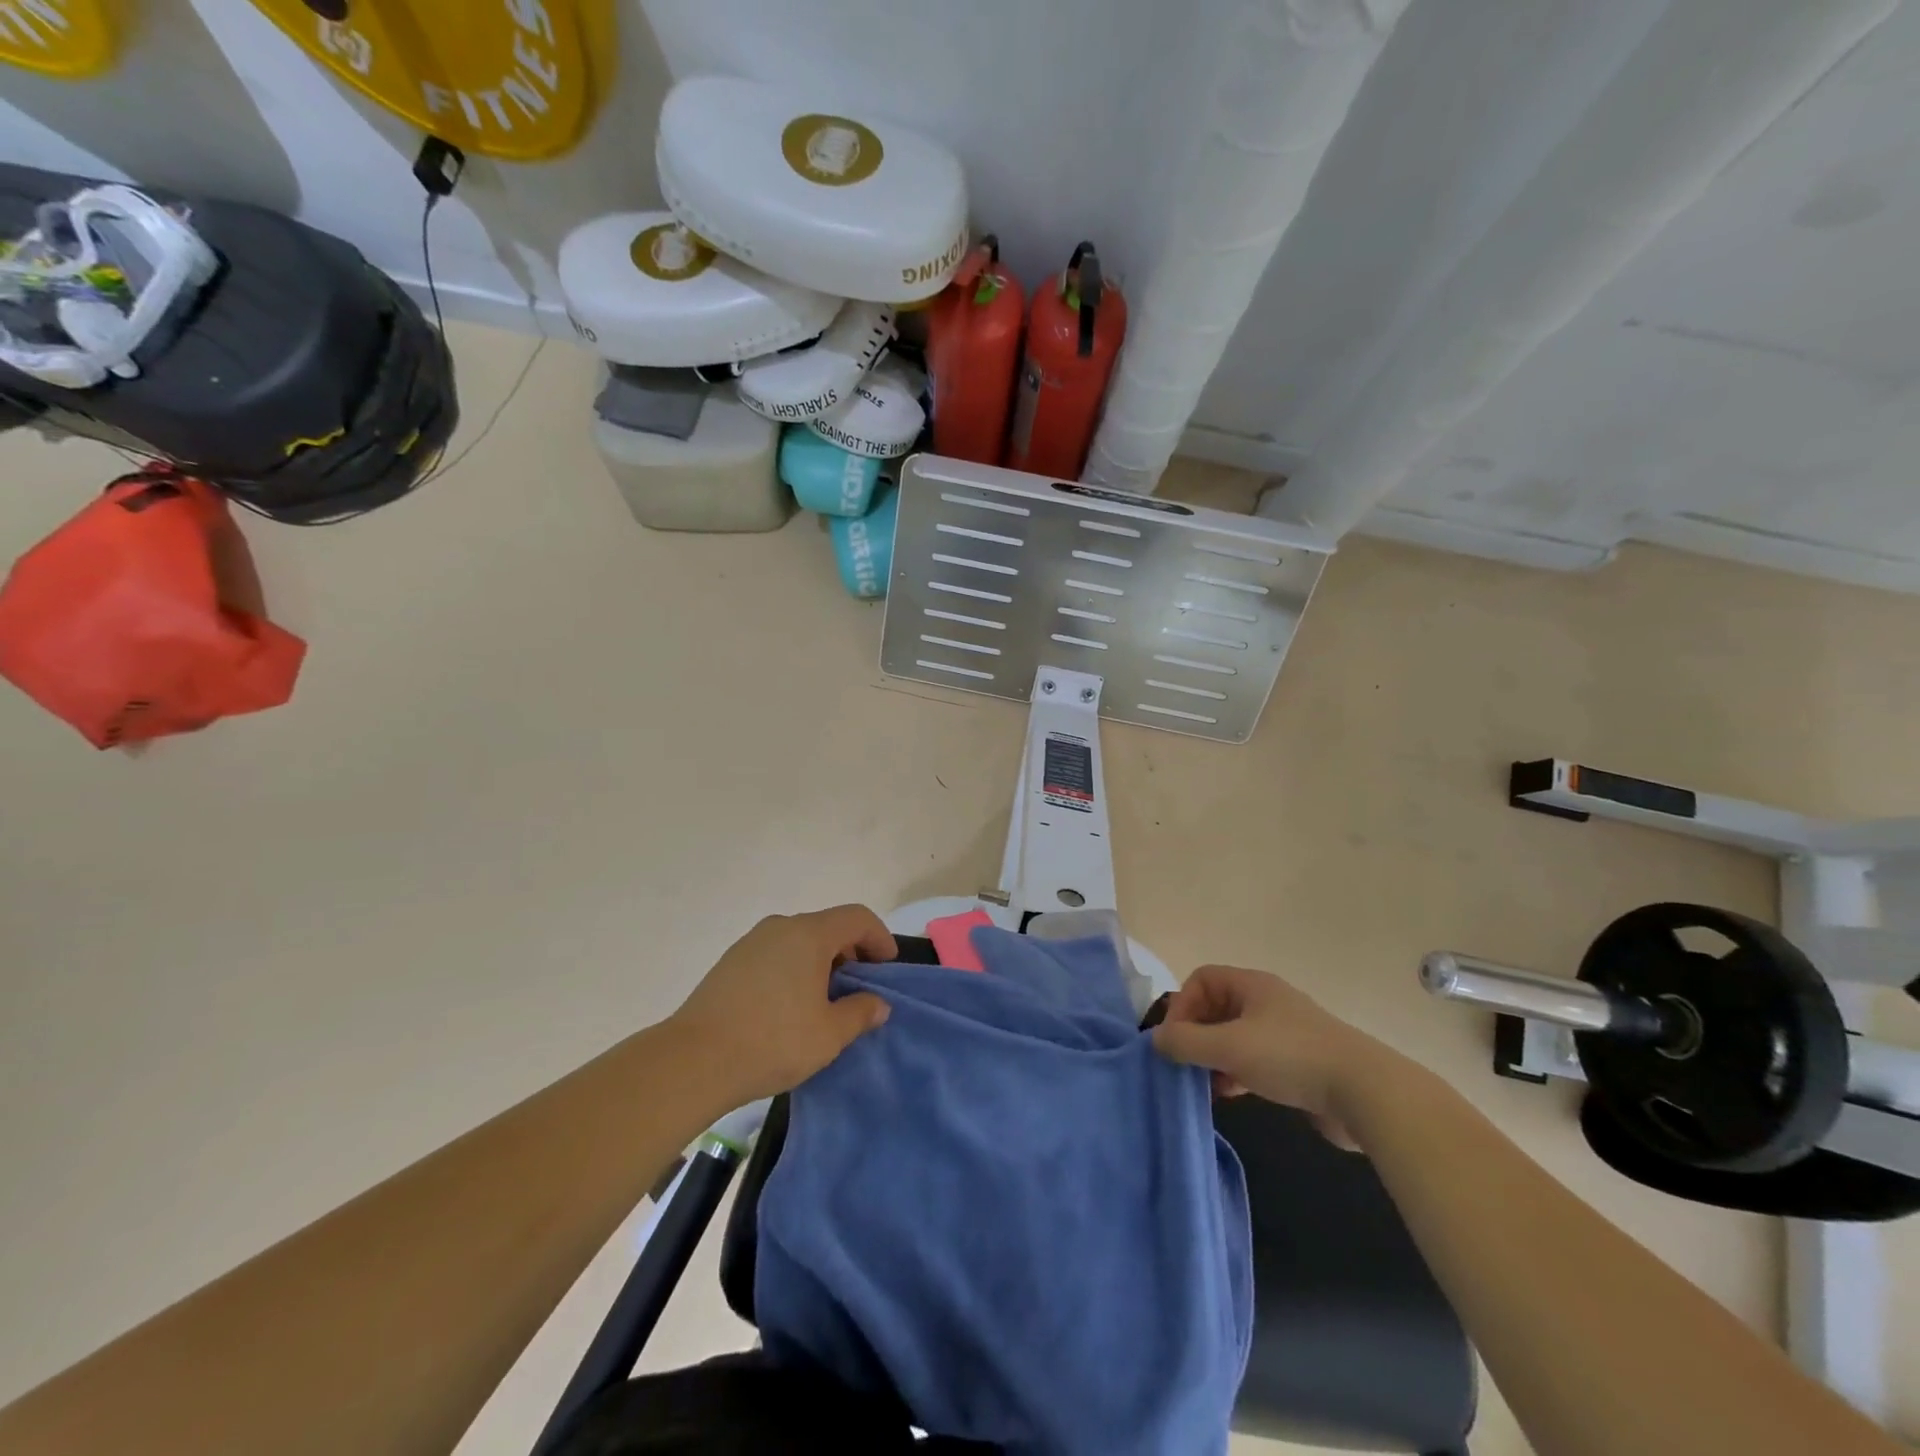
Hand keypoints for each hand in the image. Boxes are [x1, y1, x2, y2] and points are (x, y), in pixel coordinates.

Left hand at [669, 905, 897, 1104]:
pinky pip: (776, 954)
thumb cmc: (772, 1041)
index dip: (879, 938)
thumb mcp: (829, 1034)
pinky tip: (790, 1006)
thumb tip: (878, 1004)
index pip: (857, 918)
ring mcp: (751, 942)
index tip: (887, 968)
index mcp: (809, 935)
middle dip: (851, 952)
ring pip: (800, 941)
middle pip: (828, 927)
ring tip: (825, 1001)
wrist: (693, 1060)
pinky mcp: (731, 962)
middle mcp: (781, 927)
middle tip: (860, 988)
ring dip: (822, 962)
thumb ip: (860, 1013)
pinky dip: (795, 969)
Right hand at [1152, 965, 1393, 1148]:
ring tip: (1204, 1085)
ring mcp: (1284, 1033)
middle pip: (1216, 1008)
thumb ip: (1185, 1042)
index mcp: (1251, 986)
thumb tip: (1155, 1040)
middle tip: (1184, 1064)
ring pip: (1234, 1037)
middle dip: (1195, 1034)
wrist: (1365, 1093)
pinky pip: (1254, 1060)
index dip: (1182, 1004)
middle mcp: (1266, 1002)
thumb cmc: (1290, 1057)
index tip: (1175, 1039)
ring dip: (1214, 1058)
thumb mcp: (1229, 1047)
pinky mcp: (1298, 1064)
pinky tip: (1230, 1095)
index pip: (1202, 979)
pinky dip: (1236, 1073)